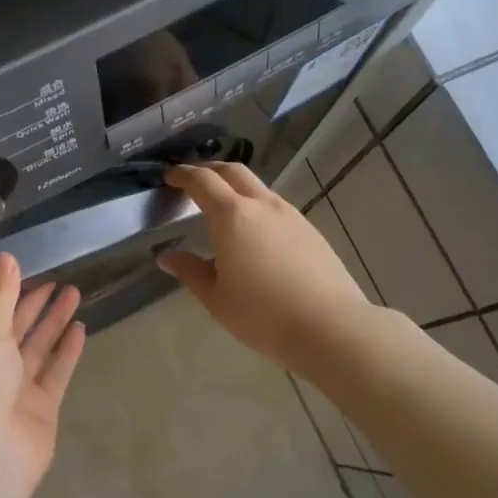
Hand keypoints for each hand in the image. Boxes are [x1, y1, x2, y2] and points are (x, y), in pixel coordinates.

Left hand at [0, 251, 85, 495]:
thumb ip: (0, 296)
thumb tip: (5, 256)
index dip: (4, 295)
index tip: (27, 272)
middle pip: (13, 329)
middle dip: (34, 305)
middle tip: (59, 279)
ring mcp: (13, 390)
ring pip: (36, 348)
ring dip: (54, 322)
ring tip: (76, 292)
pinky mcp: (39, 408)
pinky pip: (54, 372)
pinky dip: (66, 351)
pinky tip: (80, 328)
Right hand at [156, 163, 373, 371]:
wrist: (330, 327)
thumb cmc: (263, 314)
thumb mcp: (216, 298)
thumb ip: (190, 271)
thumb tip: (167, 257)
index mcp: (232, 216)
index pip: (202, 182)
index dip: (182, 175)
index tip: (168, 176)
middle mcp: (262, 205)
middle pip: (232, 172)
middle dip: (209, 170)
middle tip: (192, 181)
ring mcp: (290, 215)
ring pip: (257, 188)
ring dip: (235, 187)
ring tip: (221, 207)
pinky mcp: (310, 230)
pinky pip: (275, 207)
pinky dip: (255, 206)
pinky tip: (253, 233)